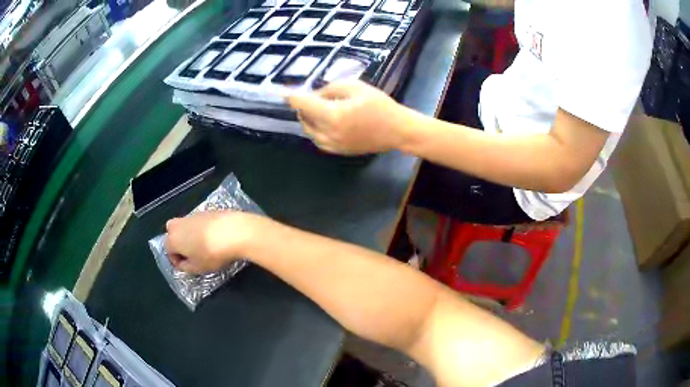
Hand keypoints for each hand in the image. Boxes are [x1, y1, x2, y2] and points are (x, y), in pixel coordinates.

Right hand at [165, 211, 262, 273]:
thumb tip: (182, 263)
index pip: (168, 250)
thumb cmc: (213, 254)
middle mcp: (179, 224)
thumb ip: (185, 267)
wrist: (235, 231)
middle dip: (178, 243)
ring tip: (204, 246)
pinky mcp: (206, 211)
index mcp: (173, 238)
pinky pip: (198, 221)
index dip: (176, 260)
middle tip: (191, 253)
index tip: (187, 266)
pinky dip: (202, 229)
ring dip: (189, 235)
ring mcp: (193, 215)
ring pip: (185, 225)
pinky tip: (213, 237)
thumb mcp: (198, 268)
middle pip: (172, 232)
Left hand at [288, 81, 408, 154]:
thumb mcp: (356, 87)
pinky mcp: (337, 151)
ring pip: (309, 130)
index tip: (281, 92)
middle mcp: (327, 133)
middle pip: (303, 118)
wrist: (397, 131)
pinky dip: (315, 129)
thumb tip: (314, 95)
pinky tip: (325, 121)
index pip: (303, 104)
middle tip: (312, 96)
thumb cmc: (380, 105)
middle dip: (304, 106)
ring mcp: (332, 145)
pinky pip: (317, 139)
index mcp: (332, 115)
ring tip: (319, 108)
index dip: (291, 96)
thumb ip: (330, 89)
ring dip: (308, 118)